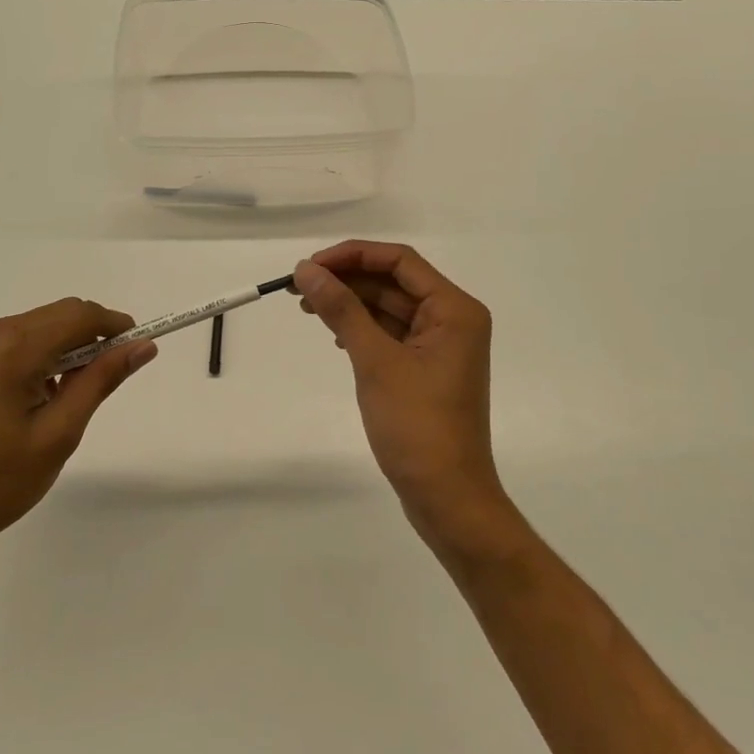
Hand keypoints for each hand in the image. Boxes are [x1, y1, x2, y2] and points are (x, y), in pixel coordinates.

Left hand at [0, 299, 155, 574]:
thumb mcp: (58, 435)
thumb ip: (100, 381)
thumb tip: (142, 346)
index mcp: (12, 347)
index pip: (79, 314)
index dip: (115, 326)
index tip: (136, 350)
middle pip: (55, 316)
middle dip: (88, 338)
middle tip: (103, 381)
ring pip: (30, 330)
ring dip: (59, 350)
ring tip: (62, 400)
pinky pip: (3, 346)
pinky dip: (29, 359)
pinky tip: (25, 404)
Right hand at [294, 242, 522, 558]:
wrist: (447, 497)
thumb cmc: (417, 425)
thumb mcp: (375, 361)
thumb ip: (341, 310)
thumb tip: (306, 270)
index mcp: (454, 309)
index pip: (400, 261)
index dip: (353, 255)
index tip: (311, 265)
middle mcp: (452, 319)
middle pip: (394, 282)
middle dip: (347, 280)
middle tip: (300, 285)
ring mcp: (440, 346)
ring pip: (389, 308)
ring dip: (351, 304)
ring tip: (307, 306)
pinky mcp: (426, 369)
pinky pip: (391, 334)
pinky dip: (362, 329)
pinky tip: (334, 333)